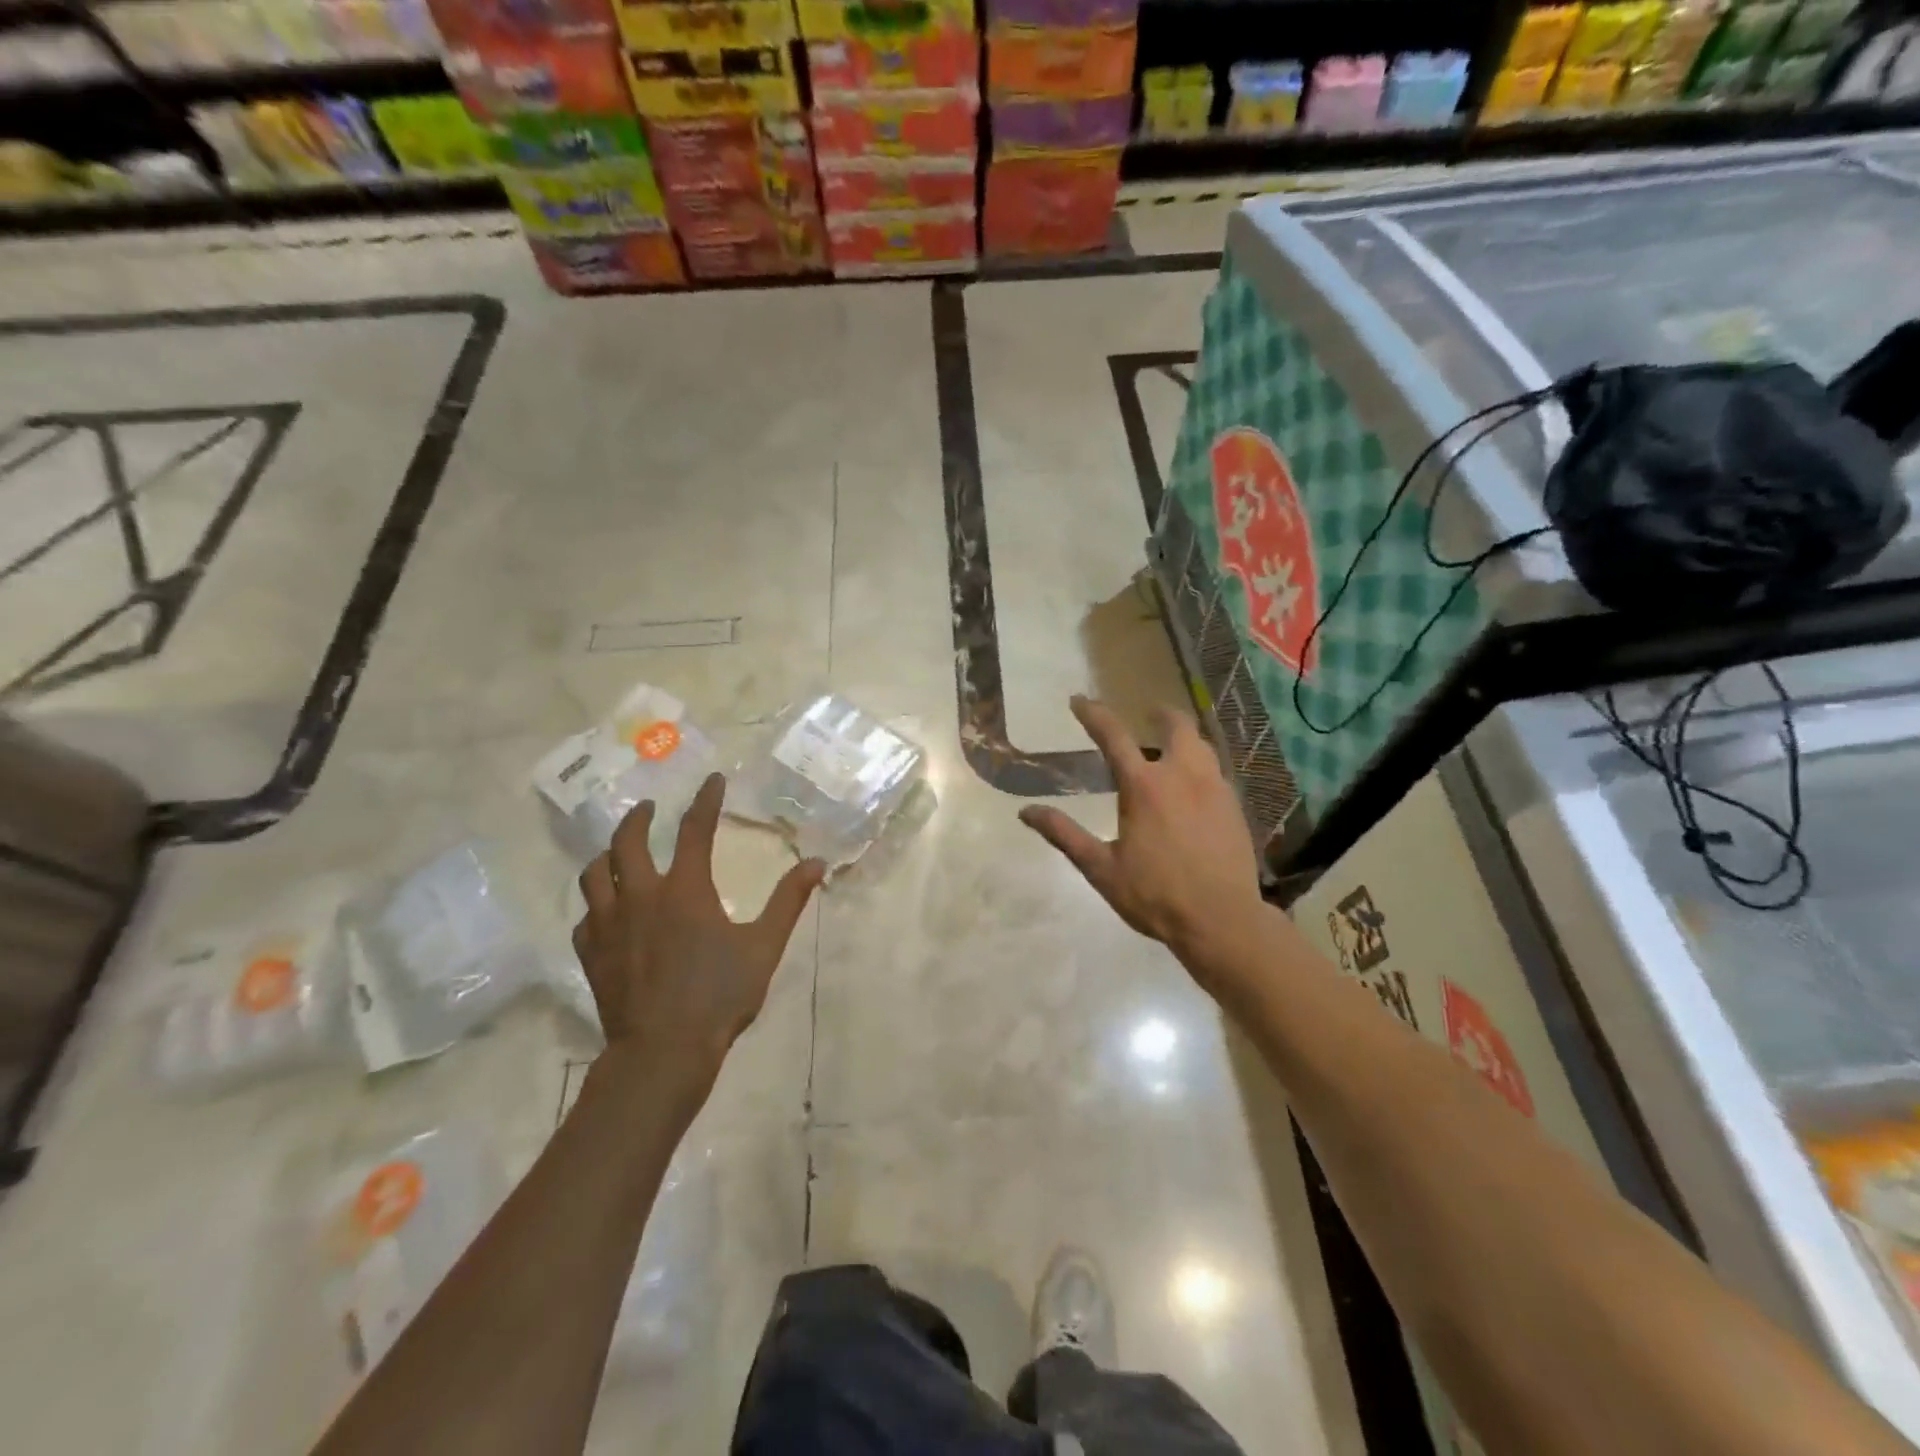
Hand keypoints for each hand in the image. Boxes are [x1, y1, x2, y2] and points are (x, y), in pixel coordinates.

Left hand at [573, 773, 824, 1101]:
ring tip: (618, 851)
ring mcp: (610, 925)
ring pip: (595, 874)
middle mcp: (642, 896)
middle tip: (648, 808)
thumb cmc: (719, 996)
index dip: (705, 800)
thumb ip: (788, 901)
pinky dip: (597, 904)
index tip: (712, 780)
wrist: (662, 1051)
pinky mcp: (592, 953)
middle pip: (628, 841)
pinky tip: (606, 911)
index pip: (695, 829)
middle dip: (638, 818)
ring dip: (607, 854)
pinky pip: (586, 916)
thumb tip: (817, 863)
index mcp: (685, 890)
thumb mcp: (764, 946)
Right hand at [1020, 696, 1267, 981]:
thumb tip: (1027, 811)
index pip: (1113, 735)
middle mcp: (1182, 775)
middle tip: (1149, 713)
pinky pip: (1216, 771)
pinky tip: (1195, 785)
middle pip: (1176, 726)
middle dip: (1160, 713)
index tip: (1079, 700)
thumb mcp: (1101, 868)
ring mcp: (1215, 788)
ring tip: (1172, 746)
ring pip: (1201, 745)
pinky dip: (1200, 764)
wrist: (1222, 920)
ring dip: (1184, 737)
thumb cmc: (1155, 895)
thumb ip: (1064, 835)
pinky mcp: (1235, 807)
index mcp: (1144, 786)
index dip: (1093, 713)